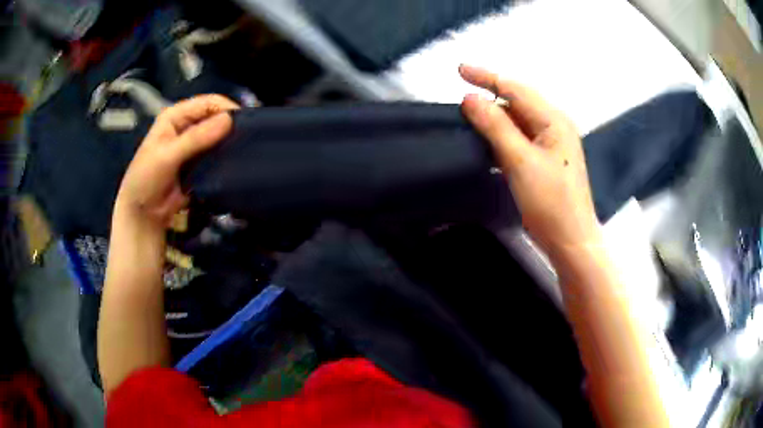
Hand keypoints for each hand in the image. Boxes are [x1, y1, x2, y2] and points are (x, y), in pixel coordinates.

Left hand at [115, 95, 238, 228]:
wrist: (143, 214)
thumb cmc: (146, 179)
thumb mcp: (167, 156)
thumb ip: (196, 138)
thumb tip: (229, 120)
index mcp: (176, 116)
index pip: (208, 103)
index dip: (227, 109)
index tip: (247, 123)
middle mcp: (187, 126)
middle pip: (215, 118)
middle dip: (232, 126)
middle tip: (251, 139)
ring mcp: (194, 146)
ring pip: (218, 138)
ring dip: (230, 143)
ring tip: (248, 152)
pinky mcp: (200, 164)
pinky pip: (217, 157)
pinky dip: (226, 159)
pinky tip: (238, 164)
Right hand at [459, 65, 600, 258]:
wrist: (571, 240)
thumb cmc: (550, 202)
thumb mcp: (520, 161)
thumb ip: (496, 126)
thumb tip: (470, 98)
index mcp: (553, 120)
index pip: (516, 89)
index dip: (487, 77)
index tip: (459, 70)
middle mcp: (555, 125)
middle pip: (518, 101)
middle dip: (491, 94)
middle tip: (462, 95)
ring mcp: (552, 143)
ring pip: (519, 119)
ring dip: (495, 115)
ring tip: (470, 115)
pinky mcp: (546, 159)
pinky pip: (521, 136)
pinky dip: (503, 134)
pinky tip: (488, 138)